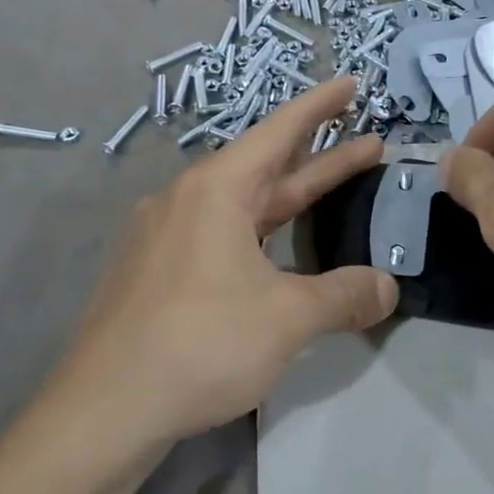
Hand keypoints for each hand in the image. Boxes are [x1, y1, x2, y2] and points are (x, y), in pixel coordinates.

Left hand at [33, 79, 396, 482]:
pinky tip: (277, 255)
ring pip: (245, 207)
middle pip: (267, 168)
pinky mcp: (157, 276)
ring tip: (334, 191)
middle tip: (369, 141)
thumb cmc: (201, 344)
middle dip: (321, 156)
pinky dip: (263, 234)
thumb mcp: (288, 317)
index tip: (352, 83)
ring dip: (292, 198)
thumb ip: (345, 296)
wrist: (105, 410)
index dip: (321, 106)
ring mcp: (166, 240)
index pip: (279, 132)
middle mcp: (187, 203)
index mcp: (216, 191)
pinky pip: (222, 239)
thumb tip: (387, 288)